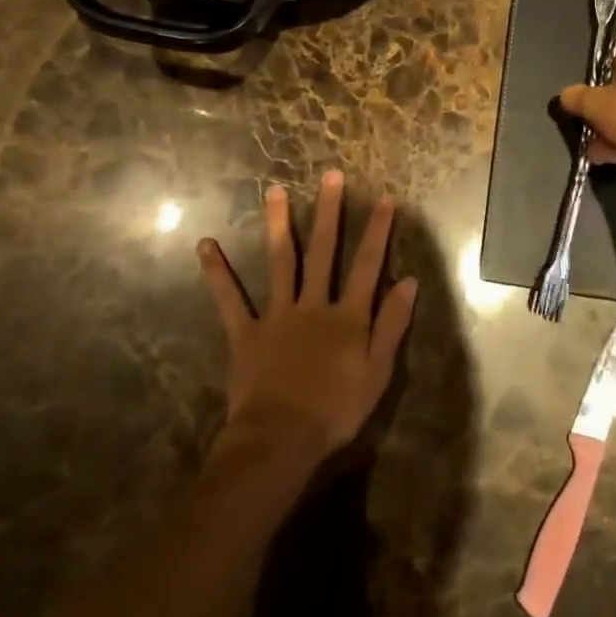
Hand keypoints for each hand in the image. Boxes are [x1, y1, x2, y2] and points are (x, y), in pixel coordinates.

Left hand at [198, 171, 418, 466]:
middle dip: (329, 212)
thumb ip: (392, 324)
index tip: (384, 198)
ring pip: (280, 262)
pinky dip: (218, 273)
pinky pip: (230, 300)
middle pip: (323, 251)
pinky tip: (206, 245)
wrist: (280, 441)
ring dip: (278, 224)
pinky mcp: (246, 333)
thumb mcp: (377, 372)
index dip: (377, 231)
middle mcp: (313, 304)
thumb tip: (409, 281)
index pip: (368, 265)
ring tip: (274, 191)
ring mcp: (277, 315)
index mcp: (346, 316)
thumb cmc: (335, 411)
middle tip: (330, 175)